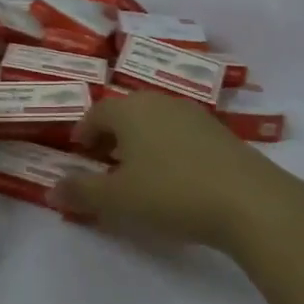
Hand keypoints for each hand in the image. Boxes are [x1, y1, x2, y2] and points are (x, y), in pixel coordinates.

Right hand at [53, 91, 303, 257]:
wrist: (250, 202)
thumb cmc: (172, 193)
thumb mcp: (117, 199)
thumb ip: (81, 192)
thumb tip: (52, 188)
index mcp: (130, 110)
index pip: (95, 113)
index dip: (83, 133)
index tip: (78, 154)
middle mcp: (160, 102)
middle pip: (126, 113)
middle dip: (111, 136)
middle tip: (104, 164)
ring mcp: (194, 114)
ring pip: (155, 122)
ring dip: (141, 142)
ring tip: (138, 172)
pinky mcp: (220, 132)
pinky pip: (180, 134)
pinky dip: (168, 149)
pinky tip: (174, 177)